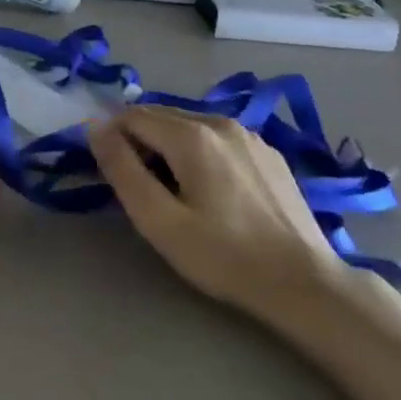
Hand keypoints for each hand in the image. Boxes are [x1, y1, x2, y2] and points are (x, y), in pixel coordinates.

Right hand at [88, 107, 348, 321]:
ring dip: (169, 146)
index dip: (113, 140)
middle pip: (160, 115)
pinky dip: (200, 151)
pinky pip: (217, 138)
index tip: (115, 176)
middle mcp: (220, 122)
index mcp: (192, 135)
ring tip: (175, 191)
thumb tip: (95, 127)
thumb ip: (122, 169)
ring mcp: (250, 135)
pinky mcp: (268, 152)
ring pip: (189, 124)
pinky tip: (212, 190)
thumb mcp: (159, 221)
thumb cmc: (223, 256)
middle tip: (142, 188)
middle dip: (140, 141)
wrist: (305, 284)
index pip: (131, 116)